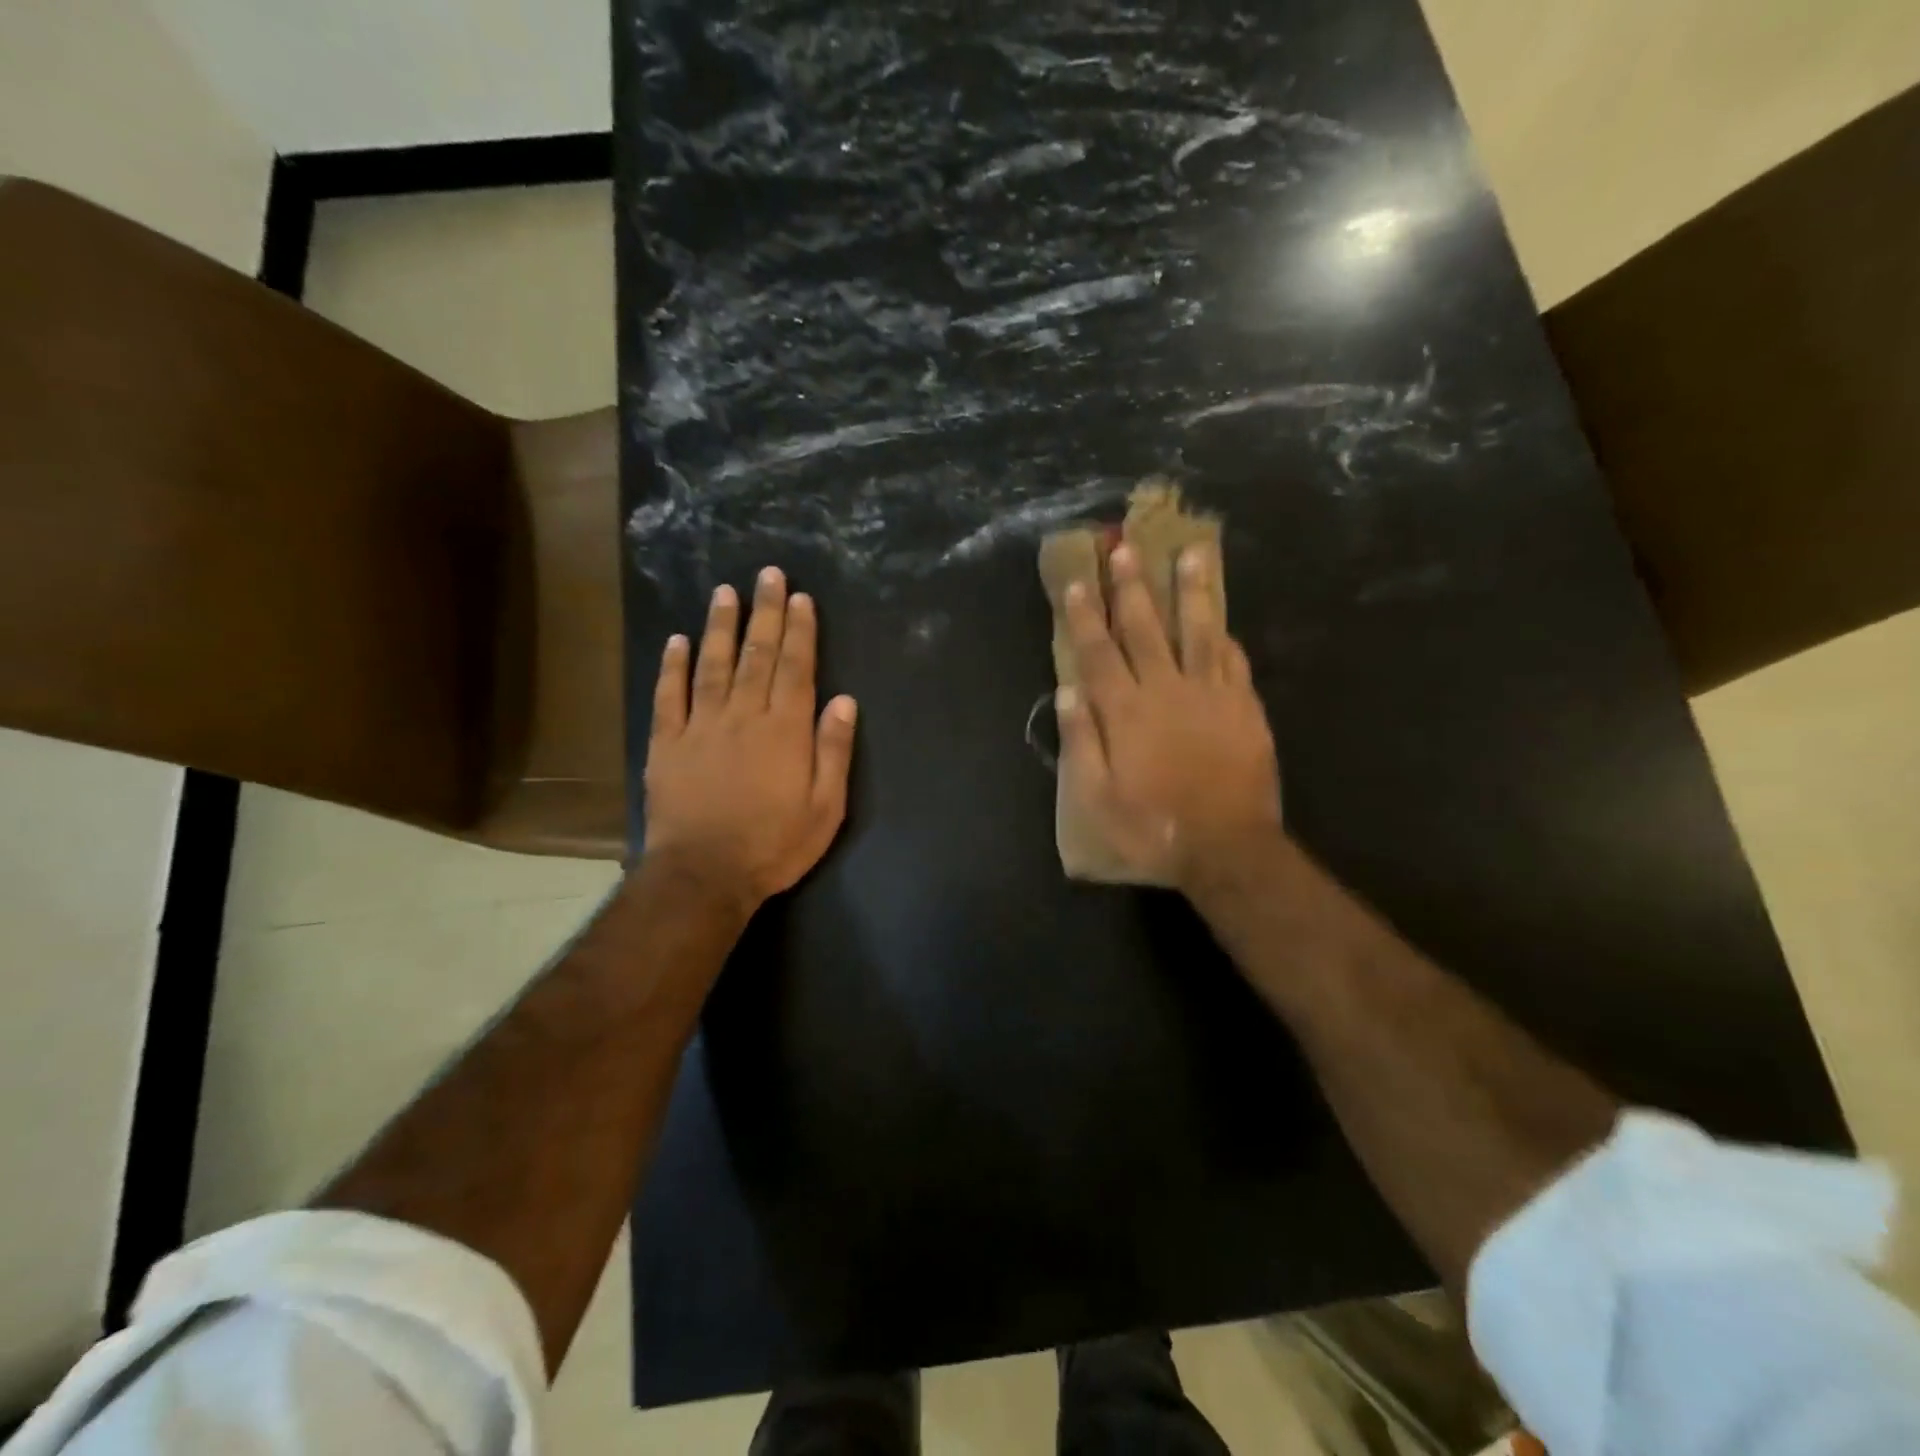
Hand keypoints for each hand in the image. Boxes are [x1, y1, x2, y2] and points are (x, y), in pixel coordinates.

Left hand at [642, 567, 857, 914]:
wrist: (704, 875)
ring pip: (712, 665)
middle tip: (767, 574)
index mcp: (785, 730)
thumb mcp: (825, 807)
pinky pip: (669, 696)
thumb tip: (842, 700)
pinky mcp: (667, 743)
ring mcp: (701, 726)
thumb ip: (833, 750)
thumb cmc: (774, 845)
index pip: (796, 669)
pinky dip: (672, 666)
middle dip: (765, 613)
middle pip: (757, 656)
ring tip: (725, 592)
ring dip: (720, 626)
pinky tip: (677, 640)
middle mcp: (744, 716)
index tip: (799, 597)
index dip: (799, 630)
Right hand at [1057, 541, 1281, 888]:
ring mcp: (1211, 695)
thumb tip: (1066, 692)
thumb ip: (1081, 742)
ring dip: (1190, 591)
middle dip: (1131, 587)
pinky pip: (1234, 662)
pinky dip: (1225, 637)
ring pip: (1198, 631)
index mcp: (1125, 712)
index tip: (1079, 582)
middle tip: (1125, 547)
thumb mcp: (1097, 798)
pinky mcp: (1244, 708)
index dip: (1086, 616)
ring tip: (1190, 553)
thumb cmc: (1152, 828)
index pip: (1098, 653)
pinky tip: (1222, 621)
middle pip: (1145, 629)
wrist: (1227, 848)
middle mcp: (1166, 690)